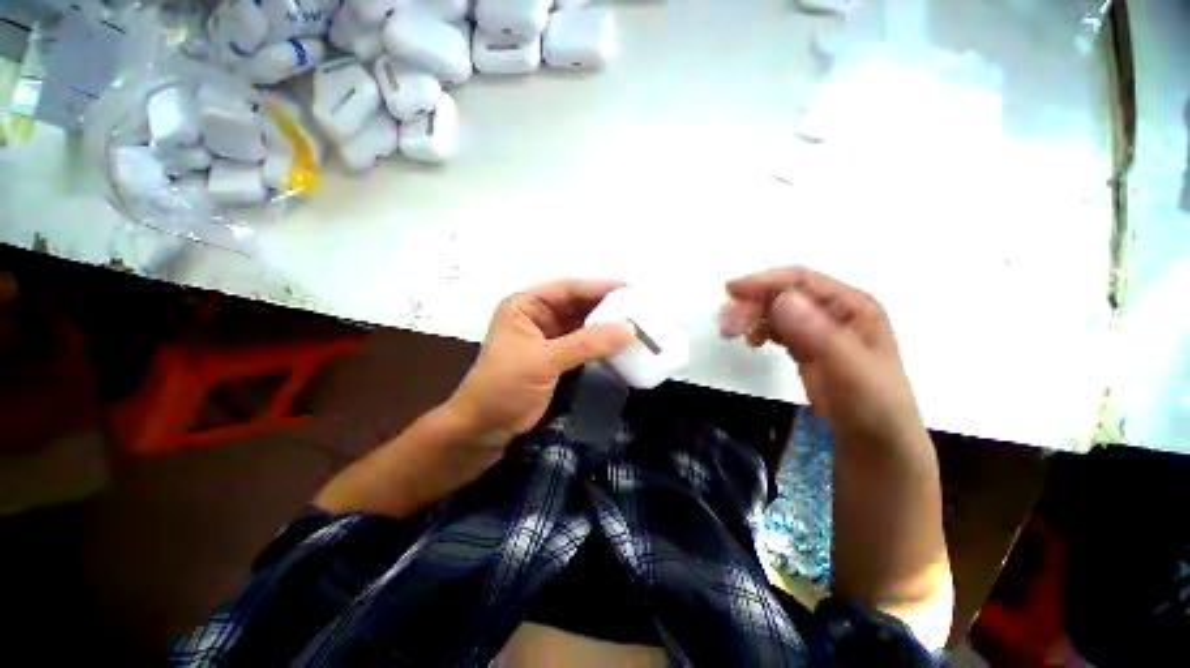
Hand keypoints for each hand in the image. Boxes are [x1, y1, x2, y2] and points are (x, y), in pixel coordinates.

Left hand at [450, 279, 636, 438]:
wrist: (485, 428)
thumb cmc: (504, 386)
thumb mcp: (543, 361)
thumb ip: (586, 344)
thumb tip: (629, 329)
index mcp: (526, 305)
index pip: (567, 288)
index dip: (599, 286)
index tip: (631, 288)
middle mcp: (538, 315)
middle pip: (577, 303)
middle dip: (607, 304)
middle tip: (640, 305)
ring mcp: (549, 336)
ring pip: (583, 323)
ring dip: (606, 323)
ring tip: (637, 321)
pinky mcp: (557, 356)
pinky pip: (584, 342)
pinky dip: (601, 342)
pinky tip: (620, 342)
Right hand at [719, 266, 929, 456]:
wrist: (874, 438)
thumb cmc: (871, 403)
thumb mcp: (848, 368)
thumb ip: (817, 334)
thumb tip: (781, 299)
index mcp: (852, 305)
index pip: (802, 281)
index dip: (765, 282)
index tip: (731, 291)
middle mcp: (834, 310)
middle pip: (784, 294)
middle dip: (752, 303)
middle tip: (726, 323)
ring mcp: (818, 328)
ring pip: (776, 310)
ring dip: (751, 316)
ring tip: (732, 333)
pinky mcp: (805, 345)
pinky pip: (777, 328)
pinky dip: (759, 329)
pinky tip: (752, 341)